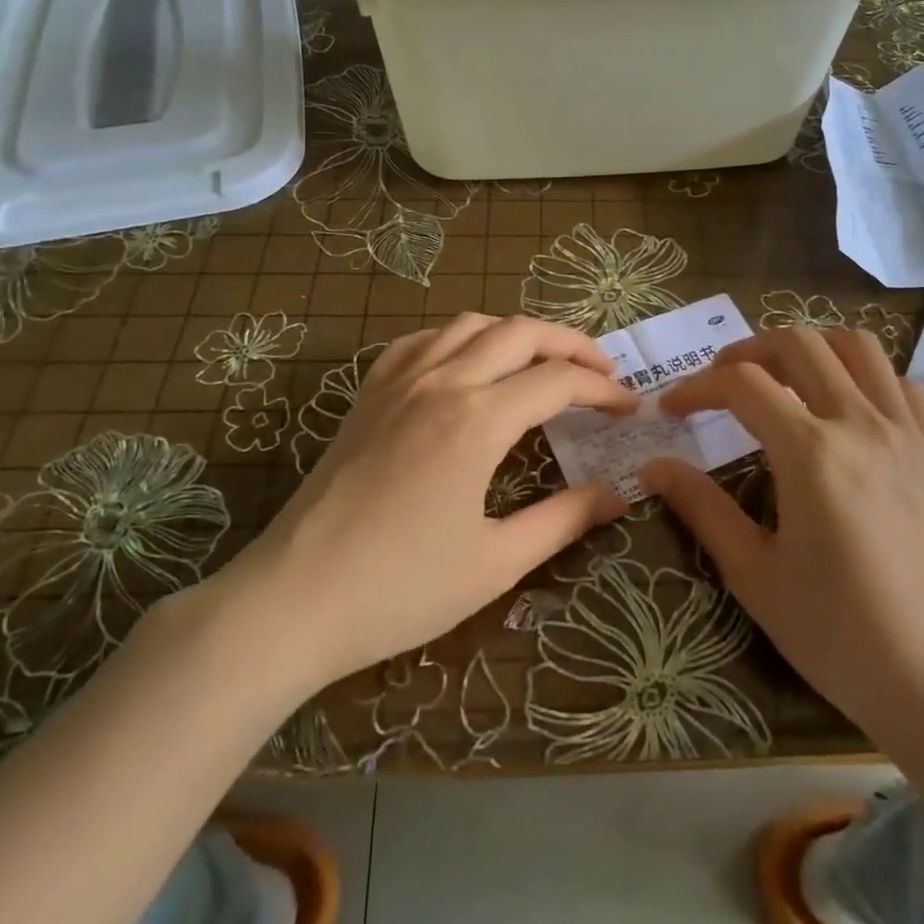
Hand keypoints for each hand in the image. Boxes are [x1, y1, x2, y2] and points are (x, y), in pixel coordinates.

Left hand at [205, 315, 635, 695]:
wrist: (293, 599)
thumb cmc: (400, 588)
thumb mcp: (496, 562)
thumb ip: (563, 519)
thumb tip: (617, 494)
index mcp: (478, 419)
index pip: (559, 382)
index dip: (603, 391)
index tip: (630, 409)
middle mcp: (443, 381)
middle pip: (521, 333)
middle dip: (571, 343)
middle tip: (602, 371)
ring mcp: (400, 380)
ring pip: (471, 324)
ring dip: (518, 332)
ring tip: (543, 361)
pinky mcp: (369, 392)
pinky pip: (422, 340)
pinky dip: (460, 338)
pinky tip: (467, 363)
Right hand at [641, 327, 923, 744]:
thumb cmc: (840, 636)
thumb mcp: (755, 575)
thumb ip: (702, 508)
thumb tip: (653, 467)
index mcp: (810, 452)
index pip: (741, 385)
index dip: (697, 387)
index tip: (673, 408)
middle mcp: (861, 424)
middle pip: (799, 345)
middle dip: (749, 351)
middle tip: (724, 381)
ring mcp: (909, 433)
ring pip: (858, 347)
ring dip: (813, 349)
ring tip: (786, 379)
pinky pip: (904, 384)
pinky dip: (868, 378)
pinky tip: (850, 411)